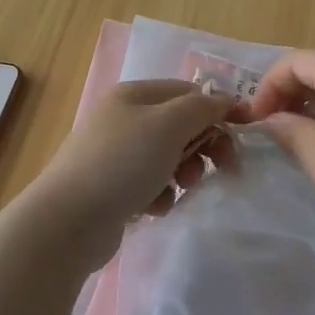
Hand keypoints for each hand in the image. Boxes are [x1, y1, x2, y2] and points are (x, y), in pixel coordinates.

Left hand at [27, 80, 239, 260]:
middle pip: (180, 125)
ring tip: (178, 188)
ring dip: (183, 172)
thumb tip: (224, 100)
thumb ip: (202, 108)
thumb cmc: (122, 163)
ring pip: (169, 157)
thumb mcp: (169, 125)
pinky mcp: (112, 188)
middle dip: (204, 145)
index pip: (188, 92)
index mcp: (133, 95)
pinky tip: (153, 208)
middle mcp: (122, 119)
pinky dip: (160, 194)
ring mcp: (115, 155)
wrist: (69, 221)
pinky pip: (151, 184)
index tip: (245, 132)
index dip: (218, 109)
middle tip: (225, 167)